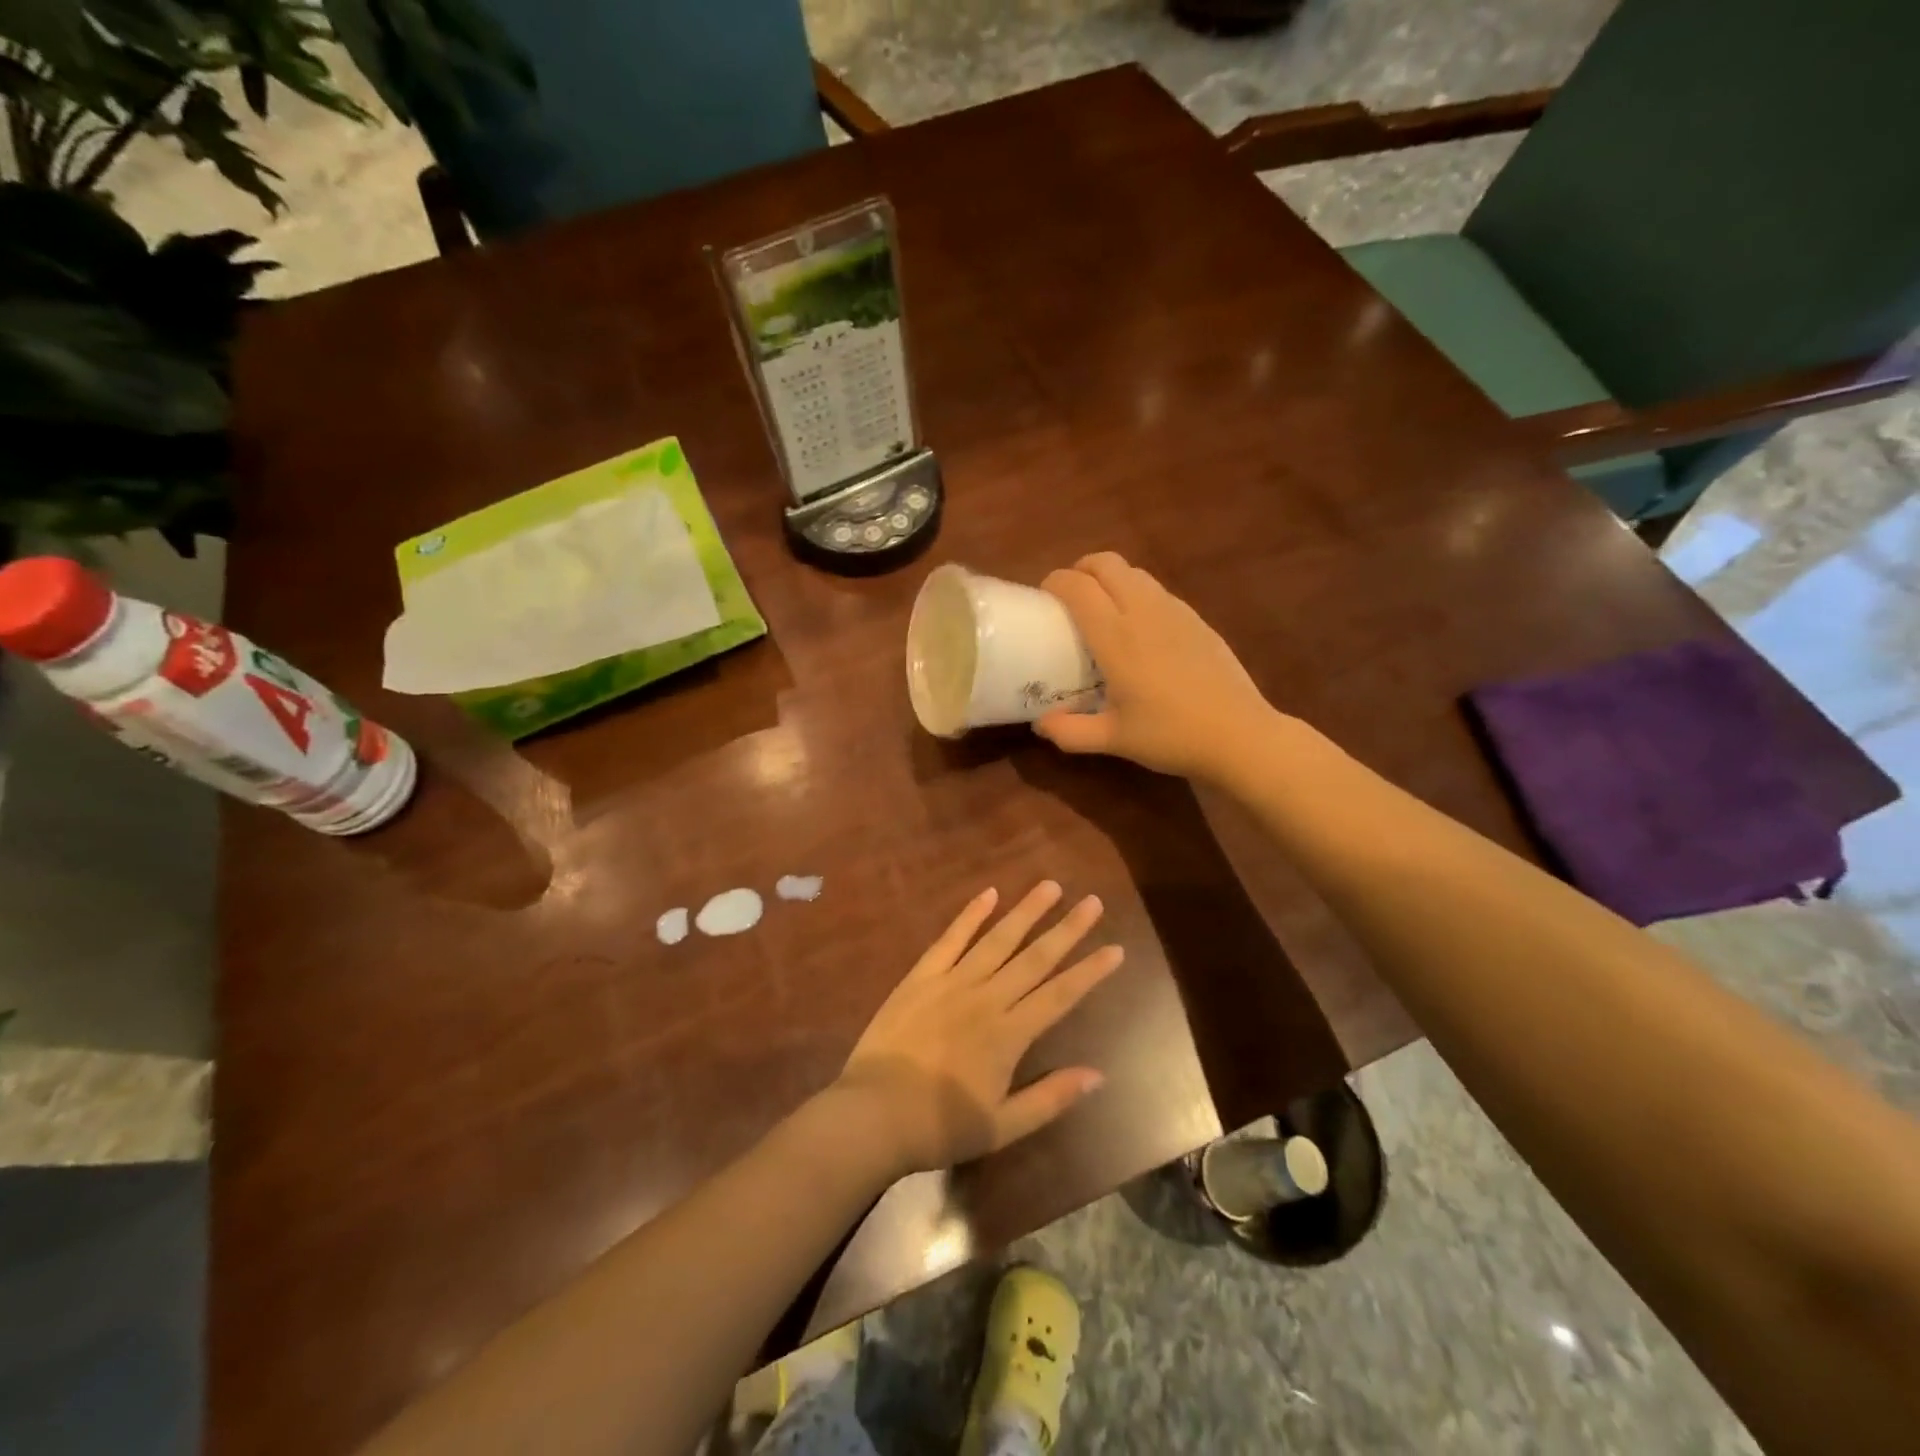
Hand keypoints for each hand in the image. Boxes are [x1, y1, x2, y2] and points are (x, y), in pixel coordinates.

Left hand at [836, 881, 1121, 1175]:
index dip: (1090, 971)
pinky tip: (989, 894)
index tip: (1115, 948)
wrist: (873, 1113)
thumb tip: (1098, 1074)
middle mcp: (987, 998)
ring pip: (997, 939)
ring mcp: (952, 982)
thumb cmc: (940, 1126)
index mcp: (1009, 1034)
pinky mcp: (921, 976)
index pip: (1060, 995)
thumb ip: (1050, 1097)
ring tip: (1050, 886)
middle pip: (1035, 958)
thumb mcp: (1002, 1126)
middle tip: (1092, 901)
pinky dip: (971, 915)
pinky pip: (950, 939)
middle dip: (1067, 929)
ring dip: (1026, 912)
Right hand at [1035, 552, 1276, 779]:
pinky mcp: (1197, 619)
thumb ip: (1069, 731)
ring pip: (1135, 573)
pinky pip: (1158, 591)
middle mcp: (1144, 612)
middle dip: (1081, 569)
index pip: (1078, 587)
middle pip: (1106, 563)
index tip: (1043, 598)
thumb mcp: (1113, 740)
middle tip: (1071, 596)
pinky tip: (1141, 629)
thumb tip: (1040, 724)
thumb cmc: (1170, 736)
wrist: (1239, 736)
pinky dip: (1138, 594)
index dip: (1055, 582)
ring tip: (1103, 609)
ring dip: (1111, 579)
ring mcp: (1175, 612)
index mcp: (1116, 637)